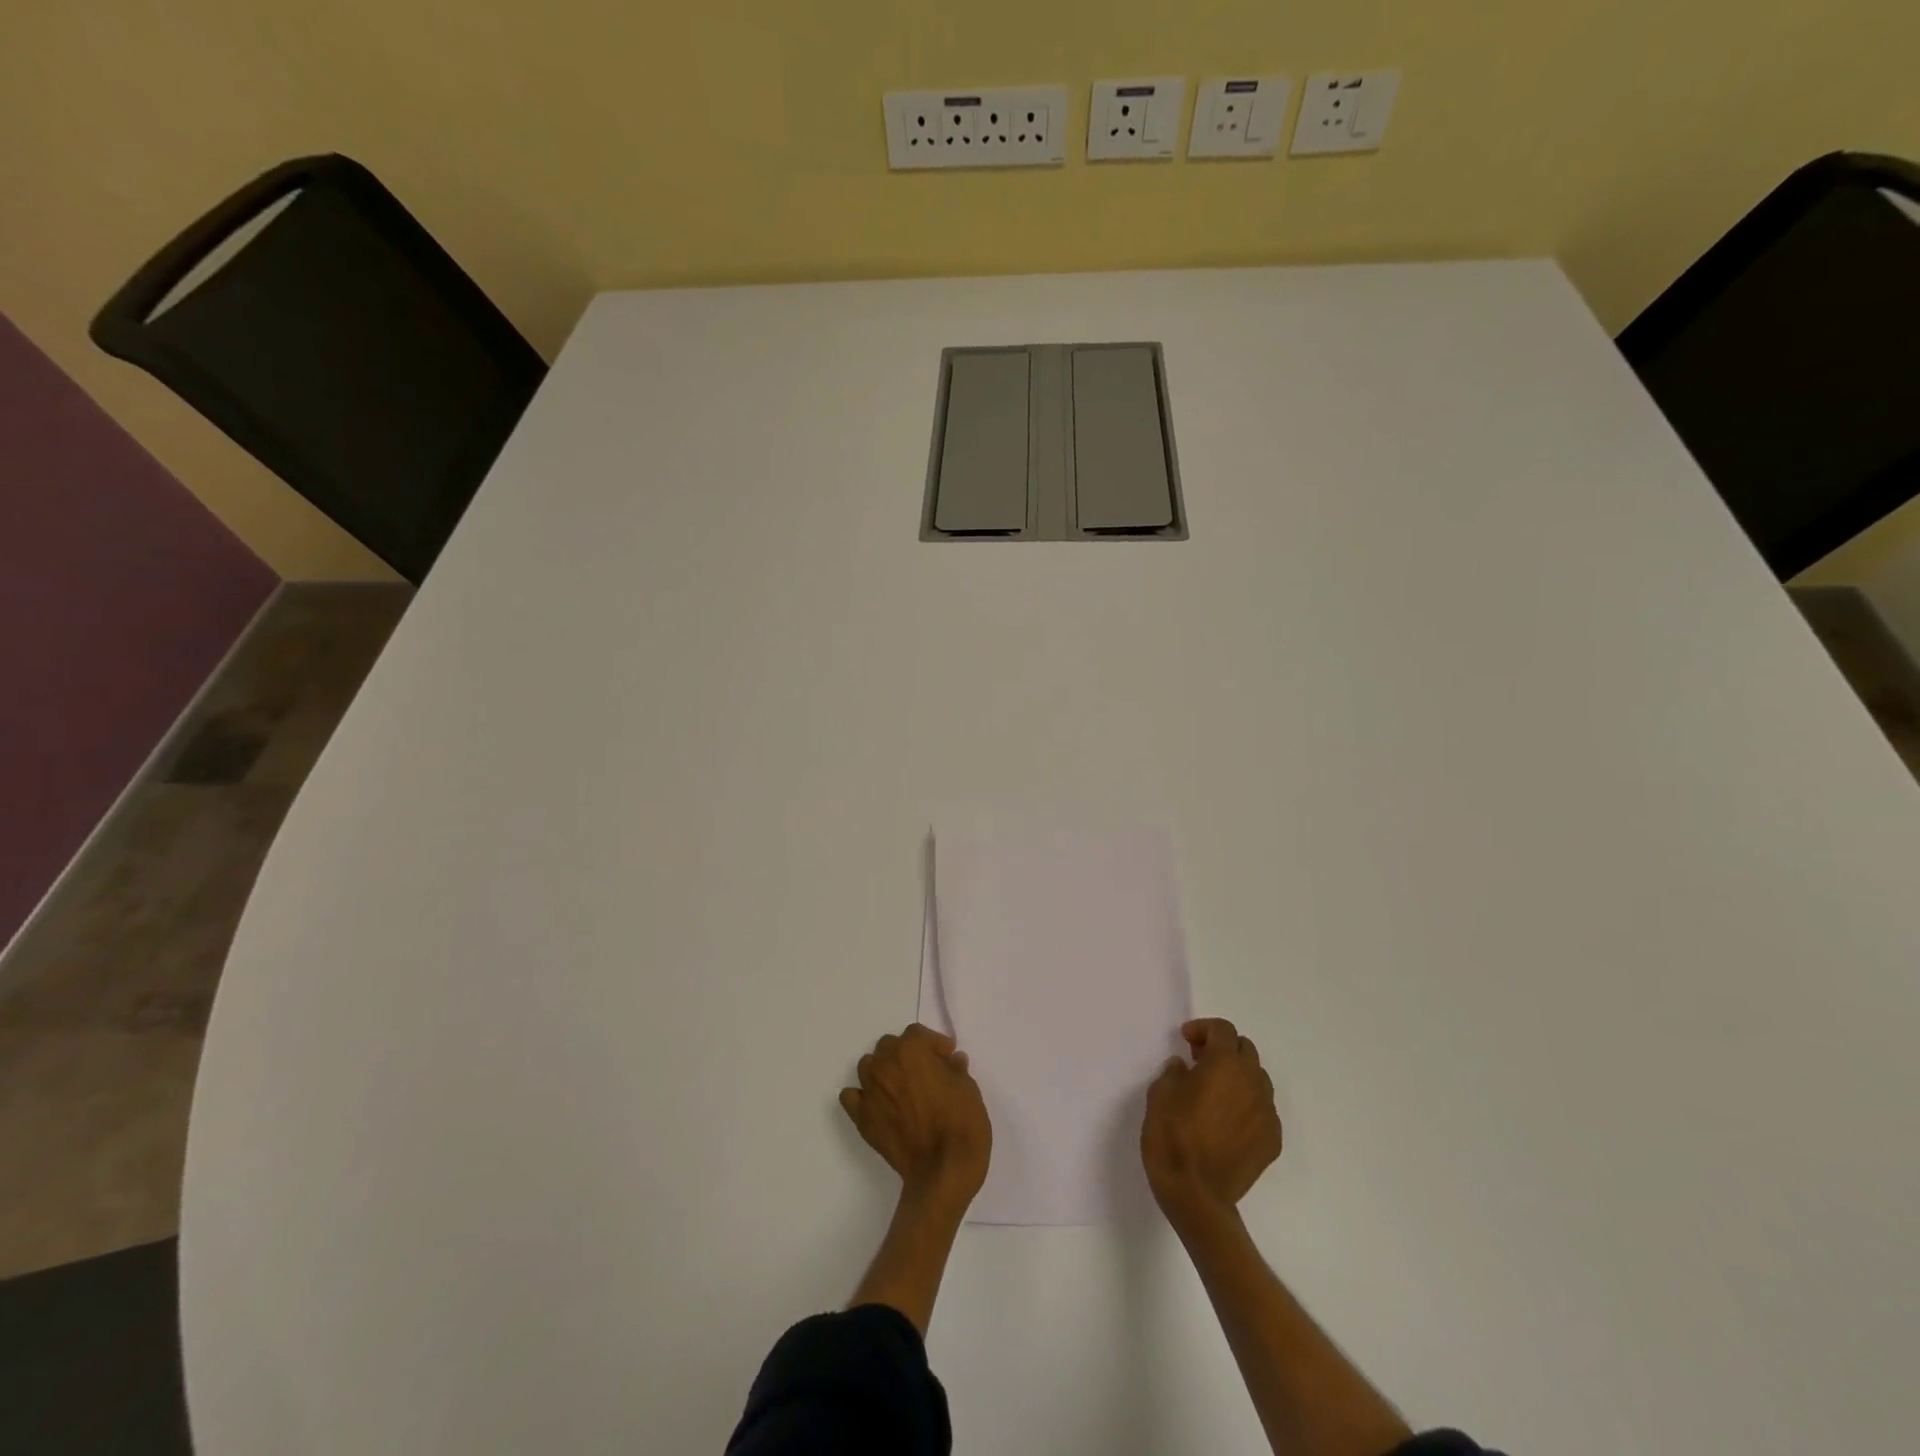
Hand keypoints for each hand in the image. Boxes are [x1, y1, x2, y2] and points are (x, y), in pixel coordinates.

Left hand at [841, 1024, 990, 1208]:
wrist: (942, 1172)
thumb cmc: (961, 1124)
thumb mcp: (969, 1088)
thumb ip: (955, 1069)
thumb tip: (951, 1061)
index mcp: (911, 1050)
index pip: (917, 1034)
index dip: (934, 1044)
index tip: (947, 1057)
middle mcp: (885, 1064)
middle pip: (889, 1046)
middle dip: (907, 1054)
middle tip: (925, 1072)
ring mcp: (870, 1092)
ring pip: (869, 1066)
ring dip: (883, 1070)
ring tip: (901, 1087)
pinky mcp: (862, 1119)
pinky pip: (852, 1097)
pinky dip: (862, 1096)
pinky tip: (879, 1105)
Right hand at [1142, 1017, 1282, 1228]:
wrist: (1196, 1195)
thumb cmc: (1172, 1136)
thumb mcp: (1160, 1094)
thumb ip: (1174, 1072)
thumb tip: (1185, 1068)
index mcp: (1226, 1064)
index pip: (1223, 1030)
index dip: (1203, 1029)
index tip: (1185, 1040)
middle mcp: (1253, 1083)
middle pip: (1245, 1050)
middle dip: (1223, 1048)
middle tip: (1198, 1061)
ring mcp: (1267, 1113)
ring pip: (1257, 1079)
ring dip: (1237, 1076)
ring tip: (1214, 1091)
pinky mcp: (1272, 1141)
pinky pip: (1262, 1110)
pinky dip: (1246, 1104)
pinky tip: (1226, 1120)